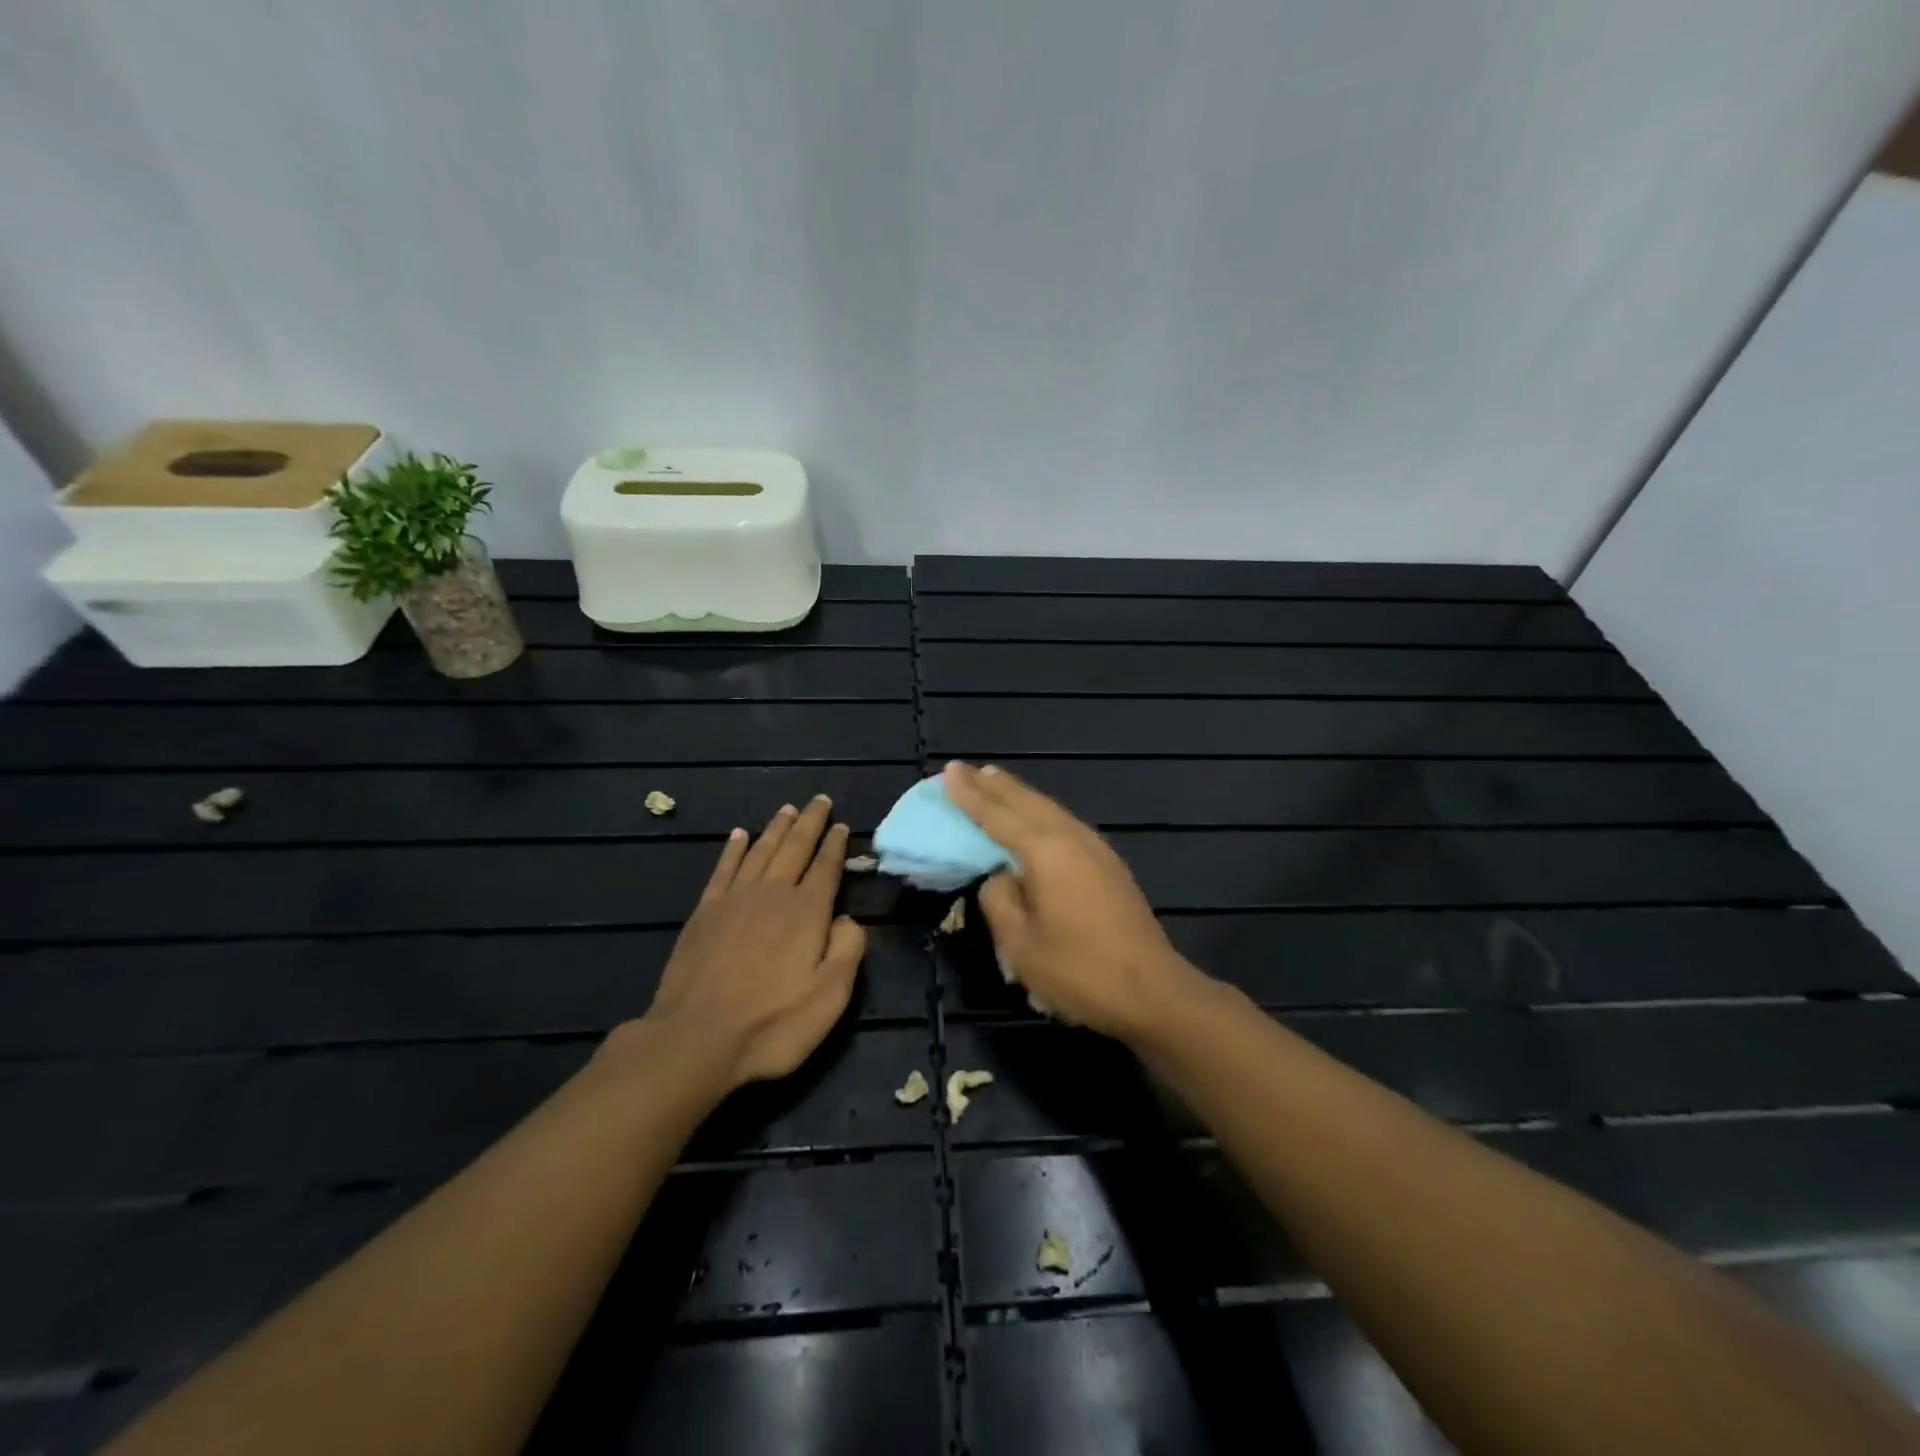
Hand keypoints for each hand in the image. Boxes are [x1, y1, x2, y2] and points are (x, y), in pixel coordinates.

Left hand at [634, 796, 865, 1091]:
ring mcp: (734, 900)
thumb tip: (848, 919)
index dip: (835, 845)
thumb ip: (848, 950)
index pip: (826, 868)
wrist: (695, 1038)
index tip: (842, 825)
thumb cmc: (771, 1023)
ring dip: (776, 828)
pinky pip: (723, 869)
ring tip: (788, 809)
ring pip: (760, 851)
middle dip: (810, 823)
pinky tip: (739, 835)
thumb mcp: (830, 996)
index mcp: (806, 912)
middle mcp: (772, 894)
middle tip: (819, 800)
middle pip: (795, 848)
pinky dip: (733, 849)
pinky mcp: (704, 912)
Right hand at [943, 761, 1209, 1043]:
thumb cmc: (1079, 971)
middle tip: (965, 769)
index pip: (997, 815)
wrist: (1152, 990)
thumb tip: (1000, 876)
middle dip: (993, 785)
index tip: (949, 771)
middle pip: (1026, 801)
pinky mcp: (1108, 863)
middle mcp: (1071, 837)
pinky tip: (1033, 816)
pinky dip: (1038, 811)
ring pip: (1048, 808)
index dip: (969, 794)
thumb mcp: (1020, 944)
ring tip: (993, 781)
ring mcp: (1095, 848)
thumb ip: (998, 899)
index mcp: (1045, 851)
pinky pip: (1063, 822)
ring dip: (1018, 794)